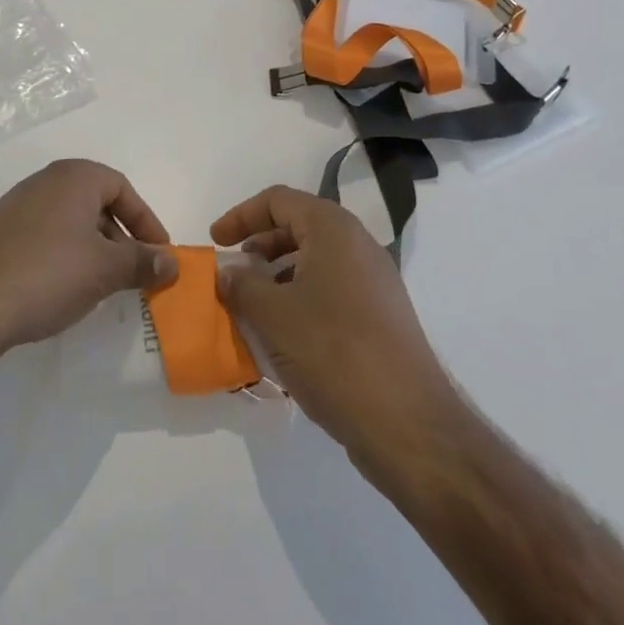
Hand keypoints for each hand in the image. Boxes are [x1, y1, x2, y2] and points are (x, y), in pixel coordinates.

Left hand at [0, 159, 176, 365]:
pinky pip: (44, 237)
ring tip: (99, 287)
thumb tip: (171, 261)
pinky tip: (61, 290)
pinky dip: (63, 257)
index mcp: (74, 177)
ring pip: (69, 222)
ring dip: (92, 250)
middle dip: (120, 238)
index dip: (146, 221)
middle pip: (96, 203)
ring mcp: (16, 206)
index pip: (122, 188)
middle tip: (132, 273)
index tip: (159, 254)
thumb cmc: (47, 273)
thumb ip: (142, 262)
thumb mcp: (105, 270)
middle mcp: (45, 182)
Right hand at [213, 186, 452, 458]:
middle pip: (299, 226)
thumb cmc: (333, 352)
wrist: (408, 424)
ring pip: (315, 262)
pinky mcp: (381, 317)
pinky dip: (301, 299)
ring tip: (253, 307)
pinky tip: (284, 336)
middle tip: (234, 273)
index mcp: (333, 229)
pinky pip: (331, 291)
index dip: (241, 216)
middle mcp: (358, 245)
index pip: (278, 200)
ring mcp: (374, 282)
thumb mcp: (273, 315)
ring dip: (278, 276)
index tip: (215, 242)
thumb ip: (242, 286)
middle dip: (260, 246)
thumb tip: (229, 273)